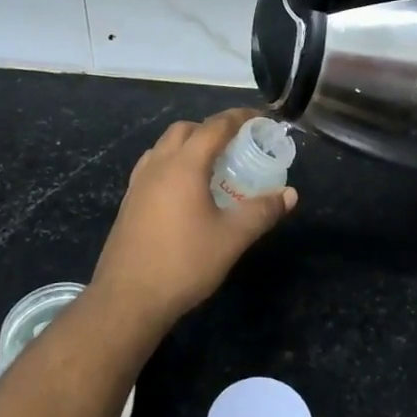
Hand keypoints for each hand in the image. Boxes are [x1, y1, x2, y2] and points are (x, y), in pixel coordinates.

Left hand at [90, 109, 297, 326]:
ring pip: (165, 147)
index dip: (239, 118)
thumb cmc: (183, 263)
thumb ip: (262, 212)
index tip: (259, 120)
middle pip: (185, 130)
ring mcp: (138, 183)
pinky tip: (185, 191)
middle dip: (212, 129)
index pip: (214, 127)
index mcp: (183, 165)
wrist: (127, 299)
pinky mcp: (129, 202)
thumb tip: (289, 194)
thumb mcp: (232, 238)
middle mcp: (158, 165)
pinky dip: (173, 164)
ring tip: (212, 166)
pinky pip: (153, 167)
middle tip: (237, 145)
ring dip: (189, 145)